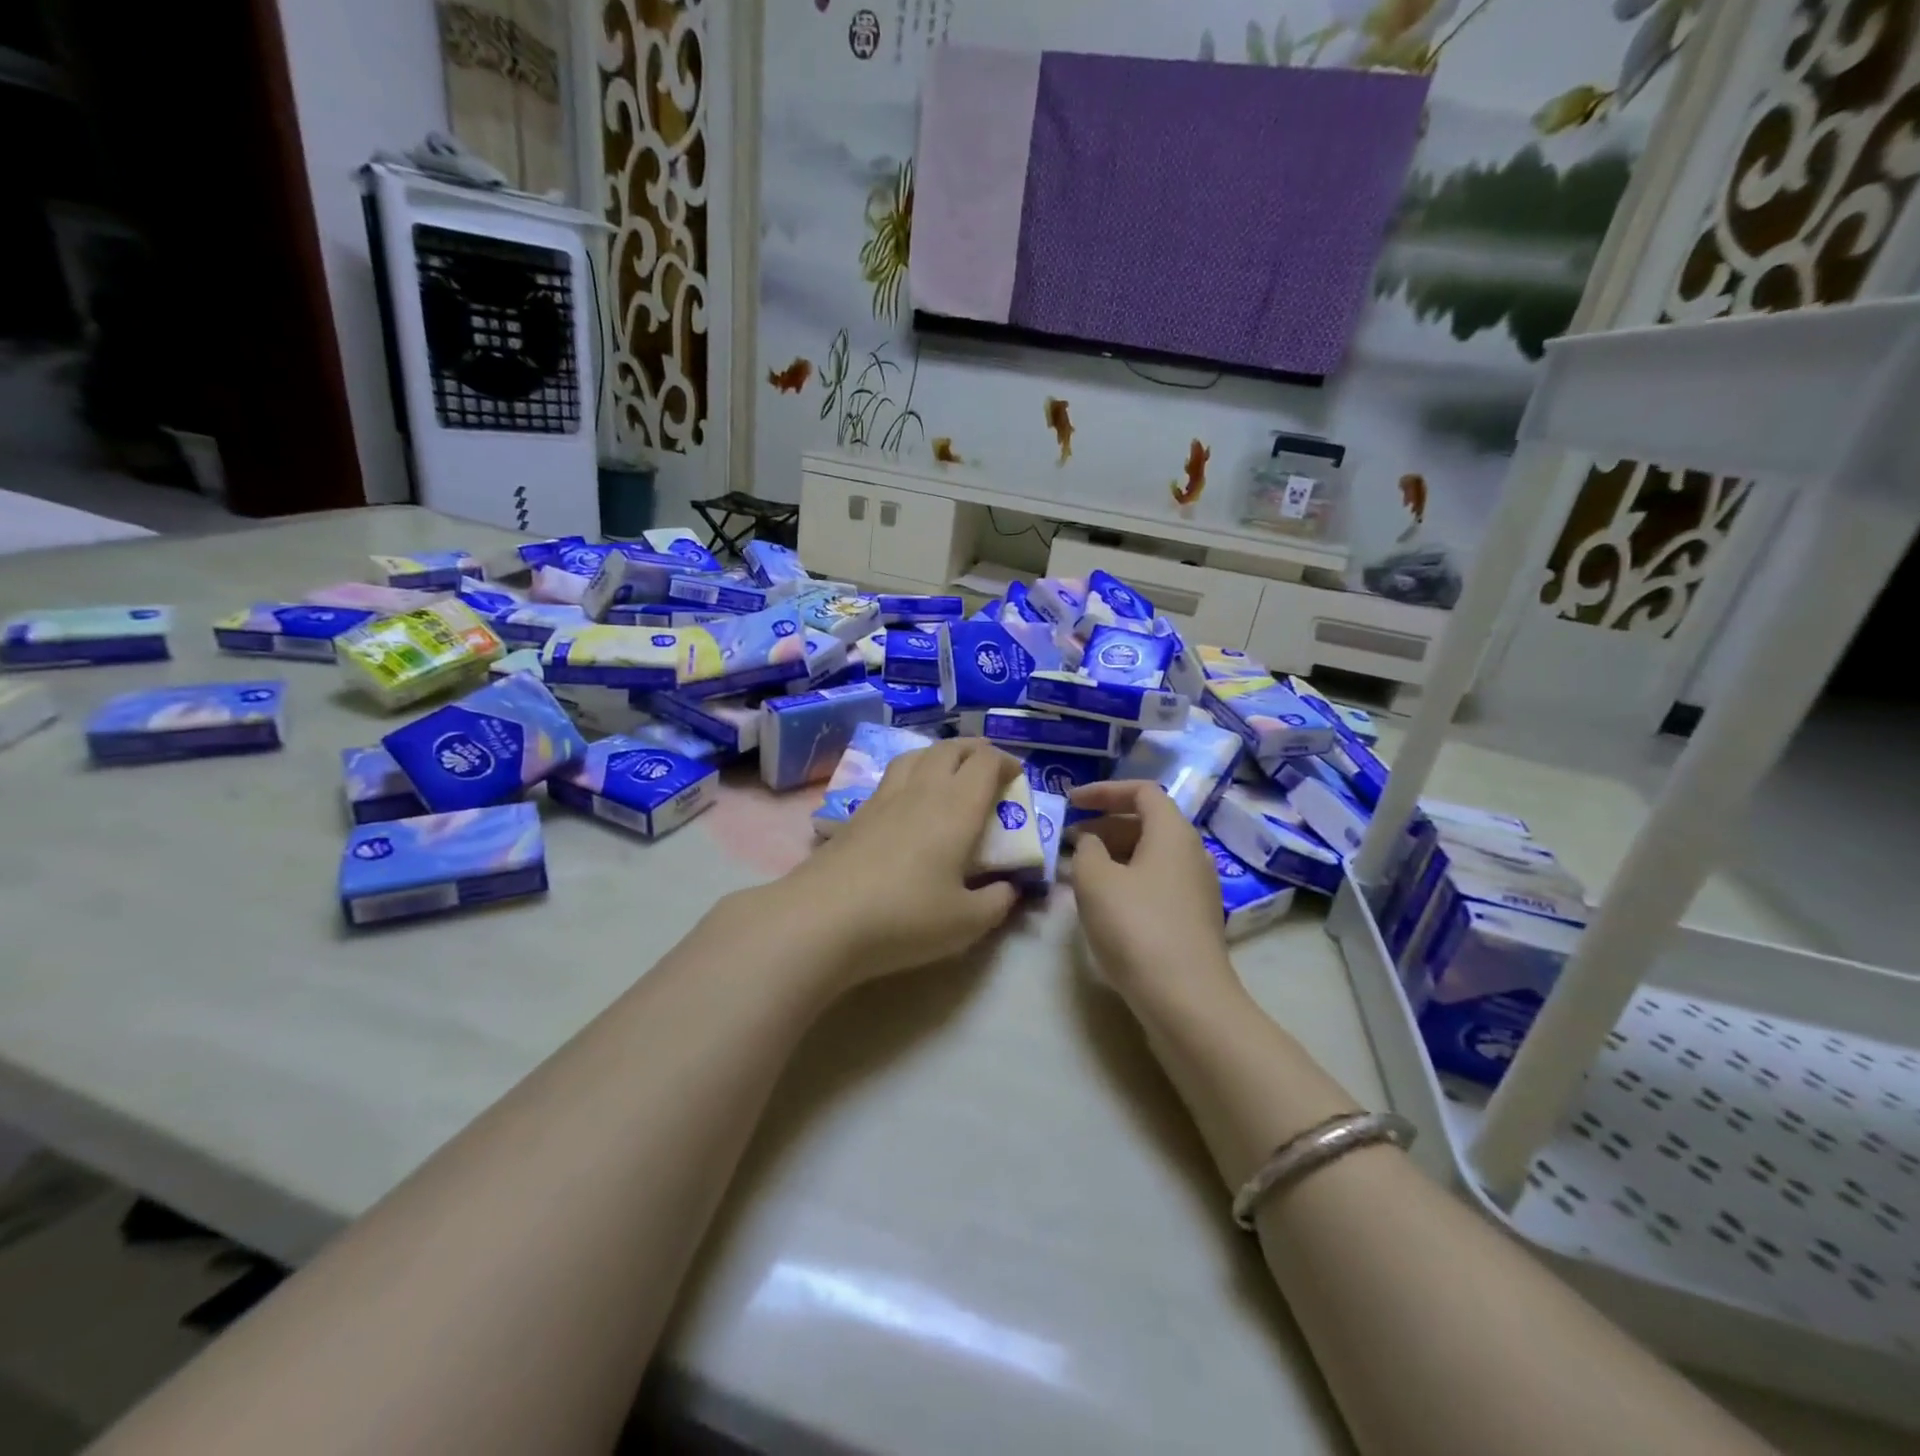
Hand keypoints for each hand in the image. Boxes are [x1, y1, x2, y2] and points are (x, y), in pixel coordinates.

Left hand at [780, 738, 1024, 985]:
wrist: (823, 918)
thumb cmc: (905, 917)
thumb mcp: (966, 922)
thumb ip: (997, 902)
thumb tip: (1009, 889)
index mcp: (956, 807)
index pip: (986, 763)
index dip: (1006, 762)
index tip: (1016, 778)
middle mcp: (922, 790)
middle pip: (950, 748)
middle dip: (974, 750)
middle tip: (987, 768)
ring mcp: (884, 798)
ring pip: (916, 755)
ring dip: (940, 755)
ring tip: (948, 772)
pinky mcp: (857, 813)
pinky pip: (891, 776)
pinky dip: (911, 773)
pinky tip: (908, 801)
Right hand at [1068, 780, 1235, 1003]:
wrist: (1186, 999)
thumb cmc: (1136, 927)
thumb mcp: (1095, 881)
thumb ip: (1086, 849)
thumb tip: (1091, 841)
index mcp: (1173, 832)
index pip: (1142, 791)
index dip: (1104, 791)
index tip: (1070, 802)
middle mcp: (1192, 853)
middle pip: (1147, 822)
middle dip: (1105, 825)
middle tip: (1069, 841)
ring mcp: (1197, 888)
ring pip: (1151, 856)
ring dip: (1113, 855)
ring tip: (1078, 873)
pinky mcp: (1193, 919)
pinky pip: (1156, 882)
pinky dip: (1127, 880)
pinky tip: (1103, 904)